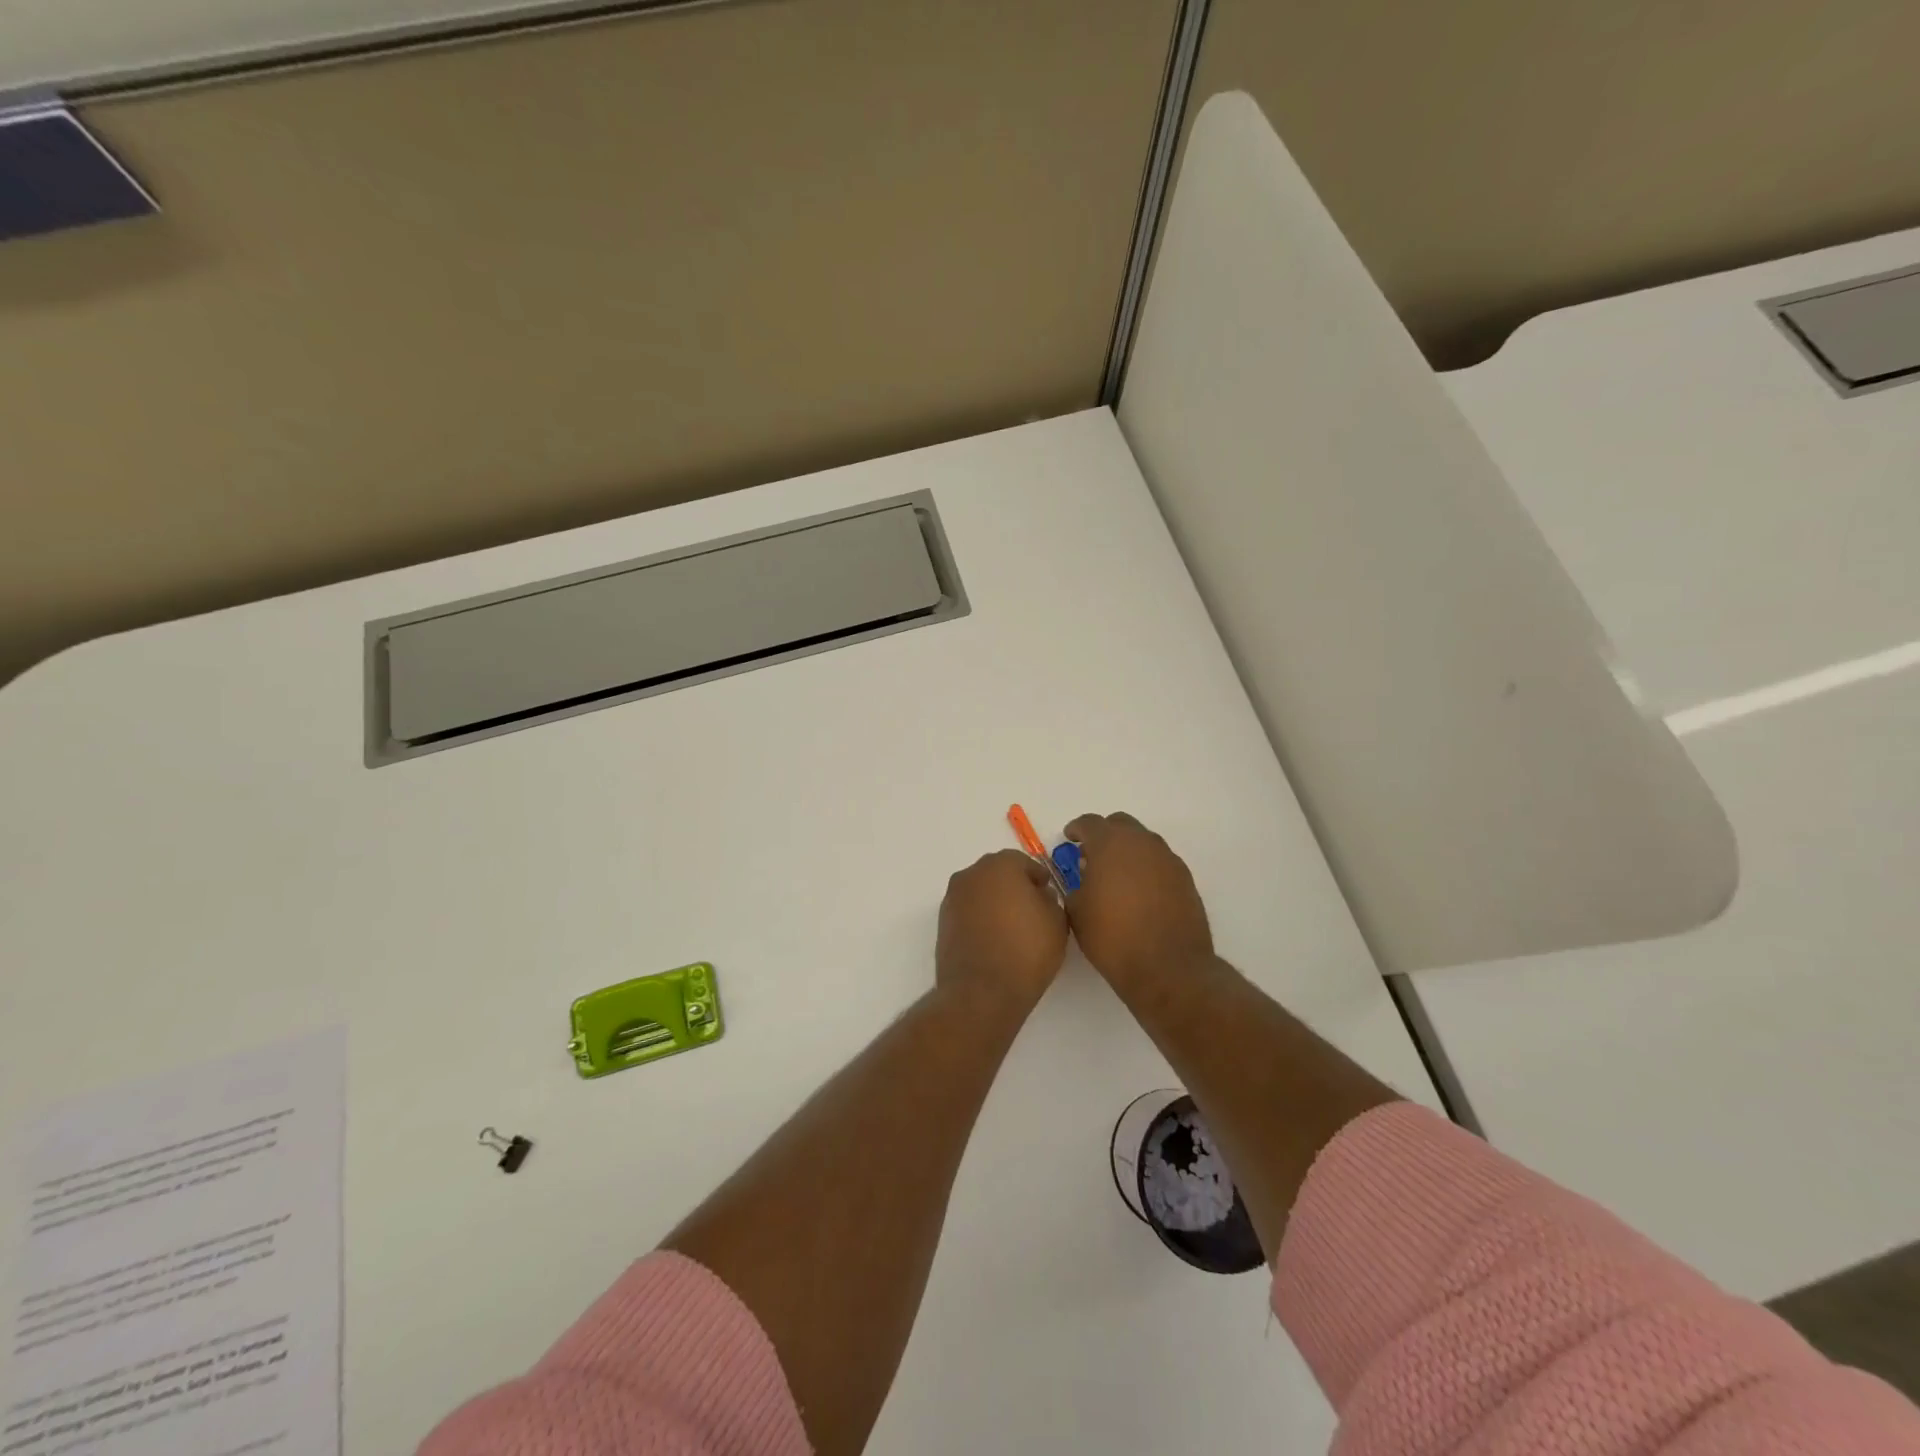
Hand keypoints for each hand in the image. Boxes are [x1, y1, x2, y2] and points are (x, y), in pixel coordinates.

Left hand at [935, 850, 1068, 1016]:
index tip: (1049, 895)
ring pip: (980, 891)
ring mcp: (953, 898)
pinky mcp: (943, 922)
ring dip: (995, 901)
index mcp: (1000, 866)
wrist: (982, 992)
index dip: (1038, 878)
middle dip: (1015, 886)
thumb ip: (1051, 900)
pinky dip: (980, 918)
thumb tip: (1039, 895)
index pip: (1023, 862)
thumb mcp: (1057, 922)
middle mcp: (971, 874)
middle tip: (1033, 909)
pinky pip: (968, 910)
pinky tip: (995, 939)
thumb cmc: (1026, 951)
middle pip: (998, 873)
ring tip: (1013, 928)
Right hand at [1063, 812, 1212, 990]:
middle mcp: (1142, 843)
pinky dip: (1146, 869)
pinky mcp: (1185, 879)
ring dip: (1127, 851)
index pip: (1090, 823)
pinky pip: (1160, 863)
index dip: (1076, 830)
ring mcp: (1168, 859)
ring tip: (1116, 877)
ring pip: (1143, 842)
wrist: (1168, 967)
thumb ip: (1075, 886)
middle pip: (1120, 825)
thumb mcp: (1077, 912)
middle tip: (1091, 856)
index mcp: (1111, 844)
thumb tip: (1083, 880)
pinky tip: (1139, 892)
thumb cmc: (1113, 938)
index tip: (1069, 839)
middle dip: (1104, 835)